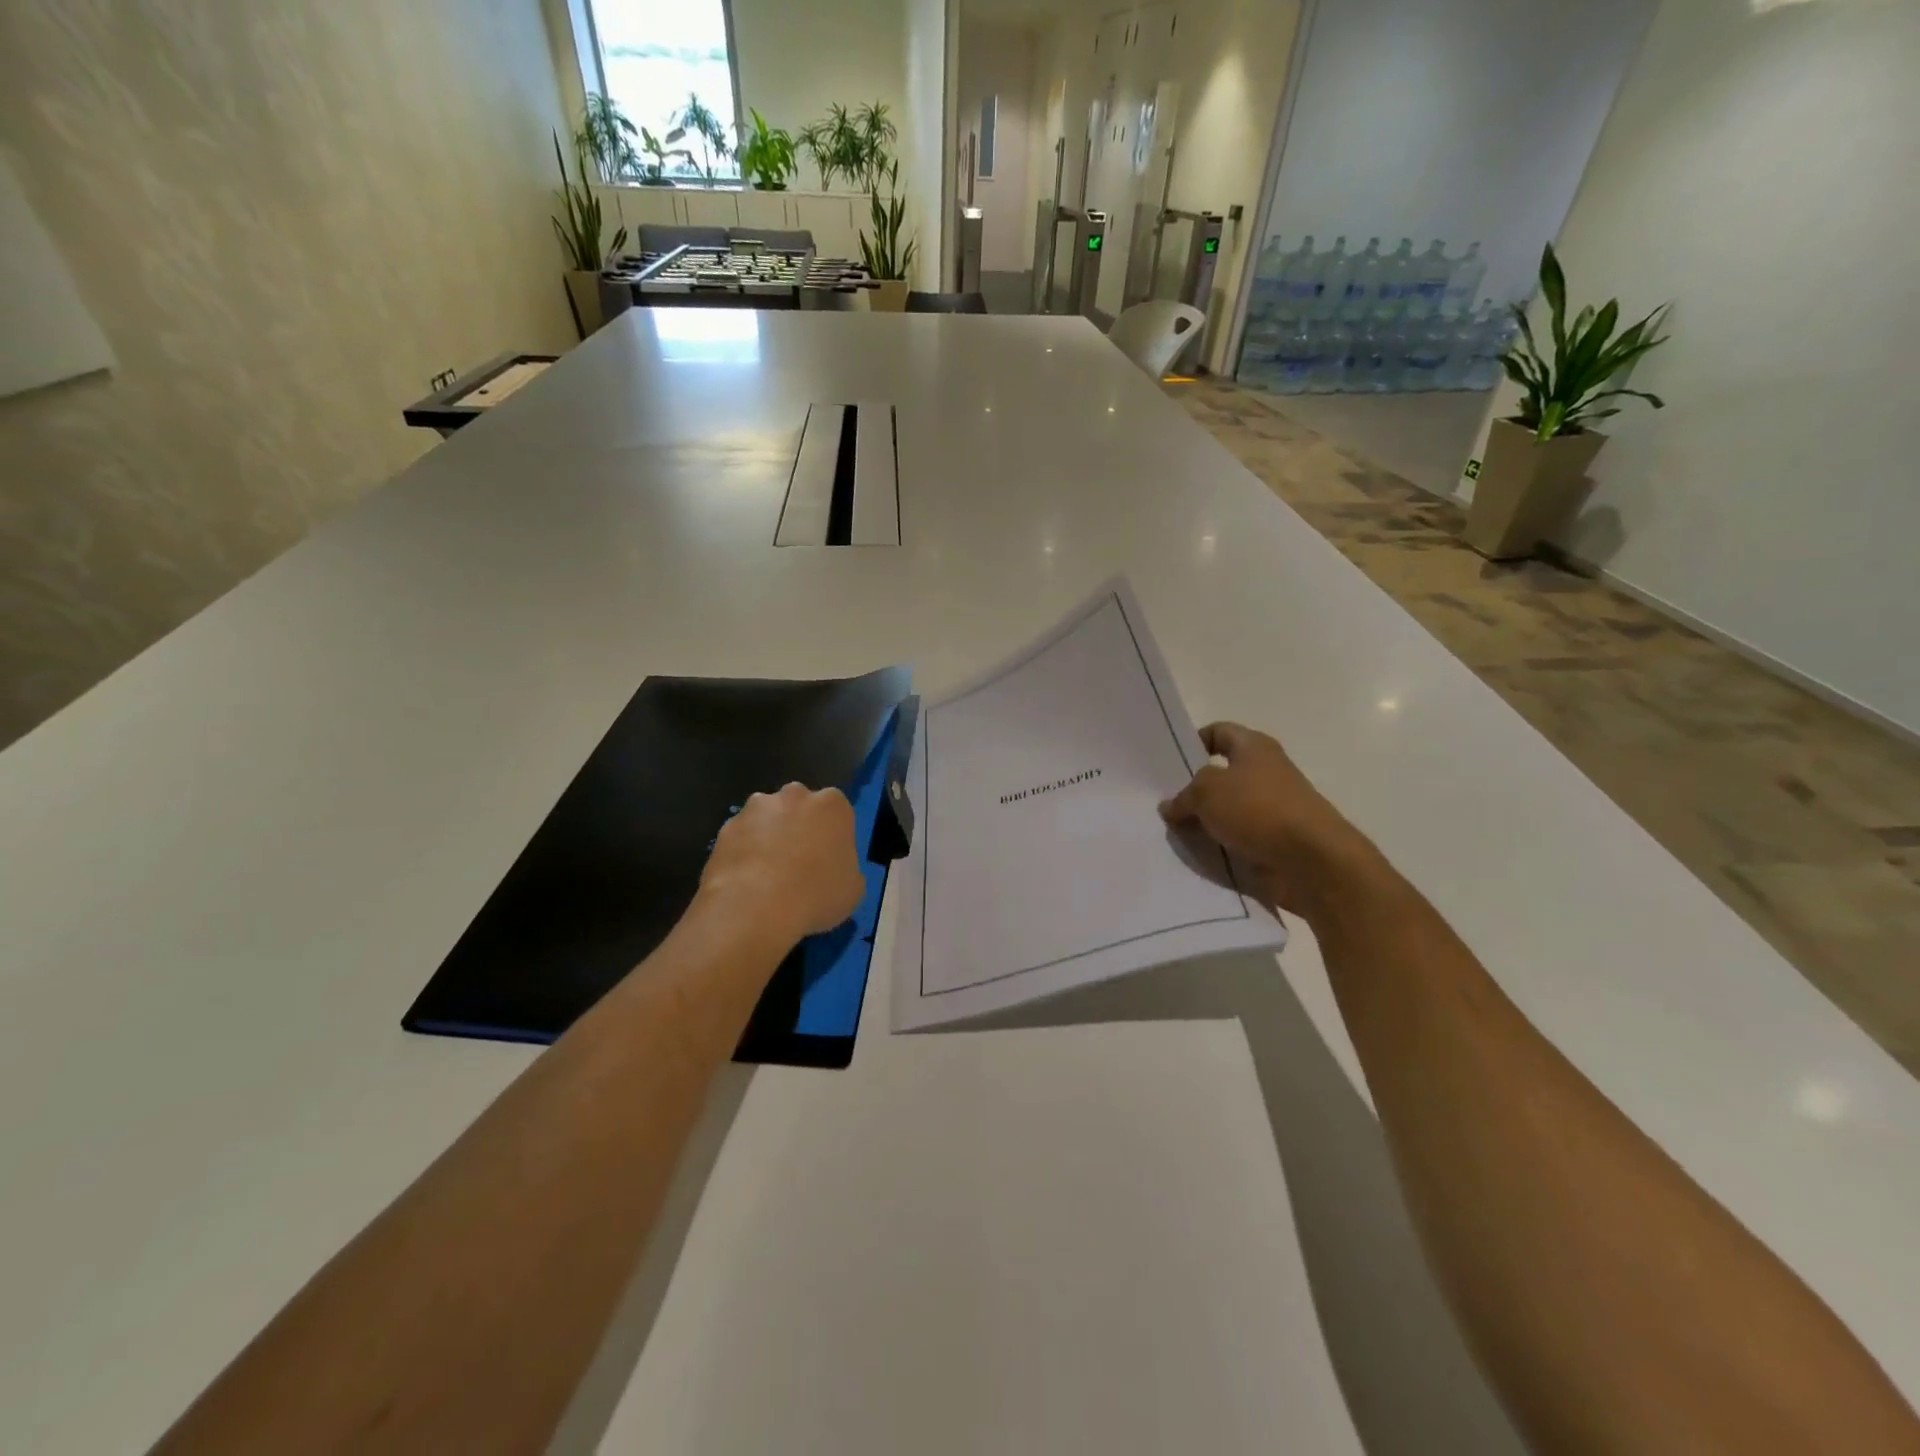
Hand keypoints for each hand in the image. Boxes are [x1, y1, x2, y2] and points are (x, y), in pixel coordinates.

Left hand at [698, 784, 865, 946]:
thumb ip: (847, 868)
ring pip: (767, 818)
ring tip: (768, 875)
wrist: (754, 908)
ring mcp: (756, 808)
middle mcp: (795, 795)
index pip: (837, 812)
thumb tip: (834, 871)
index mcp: (832, 805)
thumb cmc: (816, 895)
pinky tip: (746, 882)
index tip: (829, 860)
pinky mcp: (726, 826)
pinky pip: (742, 837)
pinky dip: (744, 852)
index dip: (833, 837)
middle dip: (799, 827)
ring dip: (769, 837)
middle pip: (800, 807)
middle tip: (799, 864)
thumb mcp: (853, 889)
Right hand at [1159, 722, 1373, 918]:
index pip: (1218, 732)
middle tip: (1162, 801)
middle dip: (1192, 788)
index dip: (1193, 742)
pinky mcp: (1272, 842)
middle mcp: (1265, 773)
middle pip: (1220, 774)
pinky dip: (1217, 846)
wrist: (1311, 861)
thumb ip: (1184, 795)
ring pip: (1226, 810)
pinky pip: (1235, 839)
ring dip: (1202, 821)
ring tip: (1171, 831)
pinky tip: (1193, 855)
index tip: (1170, 763)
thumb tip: (1171, 806)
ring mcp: (1271, 809)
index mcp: (1254, 747)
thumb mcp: (1206, 790)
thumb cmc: (1258, 809)